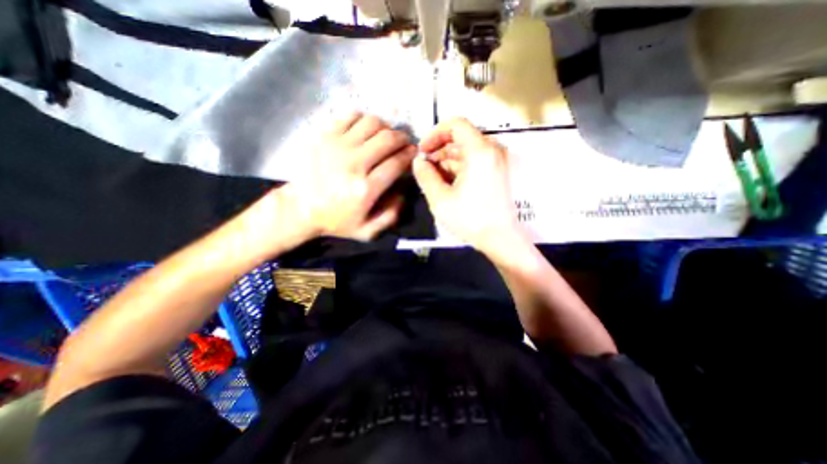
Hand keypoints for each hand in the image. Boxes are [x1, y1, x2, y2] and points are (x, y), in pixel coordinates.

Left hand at [278, 112, 421, 243]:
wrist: (300, 208)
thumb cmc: (336, 220)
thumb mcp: (367, 231)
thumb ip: (391, 216)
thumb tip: (403, 192)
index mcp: (365, 189)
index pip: (396, 163)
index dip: (410, 155)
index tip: (414, 153)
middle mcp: (354, 164)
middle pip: (387, 139)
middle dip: (402, 139)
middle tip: (404, 143)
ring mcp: (337, 147)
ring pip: (372, 124)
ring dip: (385, 128)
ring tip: (386, 136)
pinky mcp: (324, 136)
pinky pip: (351, 117)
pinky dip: (364, 120)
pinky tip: (366, 131)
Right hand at [413, 115, 521, 256]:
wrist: (500, 239)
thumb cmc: (470, 219)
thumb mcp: (440, 198)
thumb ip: (425, 175)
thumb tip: (418, 161)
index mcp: (480, 151)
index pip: (456, 125)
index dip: (435, 134)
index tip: (423, 150)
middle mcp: (492, 150)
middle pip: (460, 139)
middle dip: (439, 151)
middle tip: (425, 169)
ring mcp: (497, 162)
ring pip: (466, 152)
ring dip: (447, 162)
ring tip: (433, 180)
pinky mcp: (497, 173)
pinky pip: (475, 162)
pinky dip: (459, 169)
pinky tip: (447, 184)